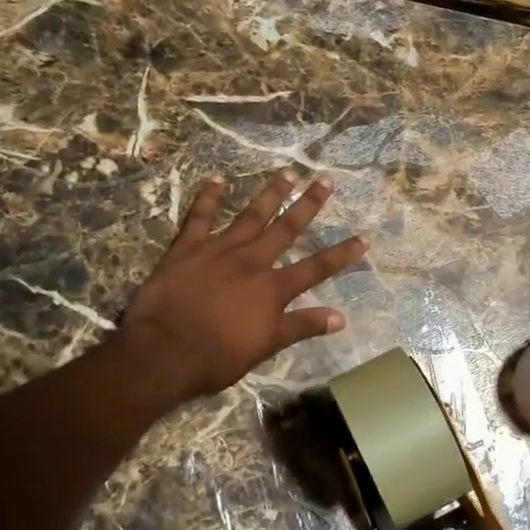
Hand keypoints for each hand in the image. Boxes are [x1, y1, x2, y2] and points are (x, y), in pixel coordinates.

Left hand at [118, 169, 367, 402]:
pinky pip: (200, 216)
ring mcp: (219, 250)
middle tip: (324, 180)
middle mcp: (252, 261)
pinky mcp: (187, 248)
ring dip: (270, 193)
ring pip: (250, 215)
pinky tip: (217, 180)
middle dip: (308, 204)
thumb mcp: (266, 345)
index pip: (316, 268)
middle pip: (286, 228)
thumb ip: (302, 326)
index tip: (364, 238)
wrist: (166, 351)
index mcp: (272, 288)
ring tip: (287, 173)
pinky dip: (209, 197)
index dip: (341, 254)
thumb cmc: (218, 356)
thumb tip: (340, 318)